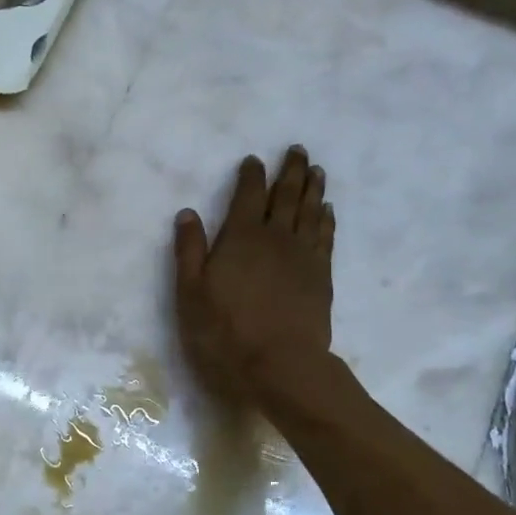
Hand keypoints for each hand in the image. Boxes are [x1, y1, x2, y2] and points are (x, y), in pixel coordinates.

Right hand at [174, 146, 335, 403]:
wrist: (280, 364)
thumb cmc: (224, 330)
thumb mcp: (190, 292)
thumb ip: (189, 250)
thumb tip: (188, 213)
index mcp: (240, 237)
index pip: (247, 195)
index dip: (251, 175)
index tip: (253, 159)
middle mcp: (275, 237)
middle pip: (286, 196)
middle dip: (291, 171)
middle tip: (298, 150)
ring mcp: (303, 256)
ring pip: (310, 211)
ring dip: (313, 188)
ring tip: (316, 171)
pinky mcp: (321, 275)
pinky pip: (325, 236)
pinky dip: (326, 219)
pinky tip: (327, 211)